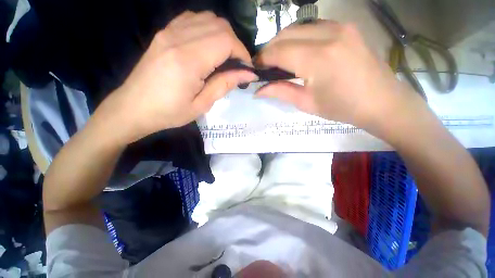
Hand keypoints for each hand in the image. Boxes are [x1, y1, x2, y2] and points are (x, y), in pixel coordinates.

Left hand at [101, 11, 257, 143]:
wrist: (133, 107)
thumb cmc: (169, 112)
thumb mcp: (202, 105)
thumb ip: (225, 84)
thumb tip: (248, 74)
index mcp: (188, 60)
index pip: (226, 41)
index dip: (242, 52)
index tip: (247, 69)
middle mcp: (178, 38)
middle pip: (219, 25)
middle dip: (235, 44)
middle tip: (237, 65)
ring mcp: (169, 32)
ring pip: (208, 18)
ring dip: (223, 35)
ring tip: (225, 57)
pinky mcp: (164, 33)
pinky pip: (192, 19)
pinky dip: (207, 29)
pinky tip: (208, 46)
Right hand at [255, 20, 422, 133]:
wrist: (381, 101)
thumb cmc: (342, 108)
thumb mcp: (306, 103)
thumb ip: (280, 92)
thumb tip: (258, 90)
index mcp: (318, 59)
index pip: (279, 51)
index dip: (263, 59)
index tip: (255, 68)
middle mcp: (329, 35)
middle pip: (286, 33)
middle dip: (270, 48)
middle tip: (264, 64)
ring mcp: (340, 27)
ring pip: (298, 26)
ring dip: (283, 41)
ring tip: (278, 59)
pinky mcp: (346, 27)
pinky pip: (313, 26)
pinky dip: (299, 36)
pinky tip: (297, 51)